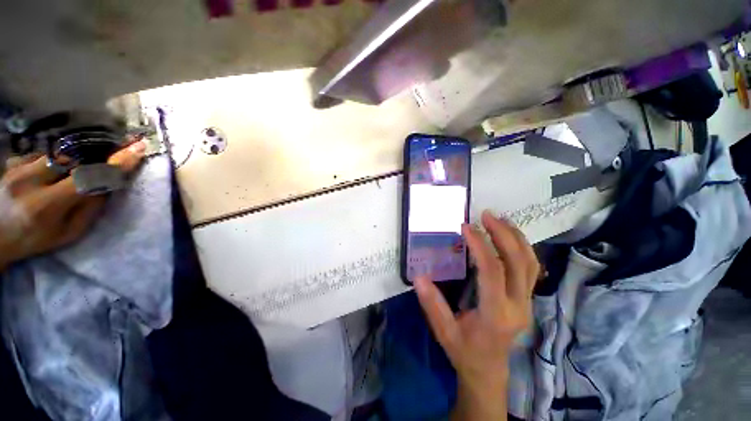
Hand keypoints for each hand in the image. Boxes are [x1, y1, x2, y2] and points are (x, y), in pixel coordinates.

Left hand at [0, 141, 145, 270]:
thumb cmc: (34, 240)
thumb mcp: (68, 233)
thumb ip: (89, 209)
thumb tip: (106, 185)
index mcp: (46, 206)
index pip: (87, 177)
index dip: (115, 163)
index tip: (136, 149)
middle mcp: (29, 182)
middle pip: (72, 161)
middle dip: (85, 167)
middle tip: (82, 179)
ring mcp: (16, 169)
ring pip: (56, 156)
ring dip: (65, 166)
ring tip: (54, 184)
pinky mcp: (11, 162)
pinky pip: (40, 155)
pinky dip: (47, 164)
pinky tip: (39, 178)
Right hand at [414, 210, 539, 420]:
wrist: (488, 371)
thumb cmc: (465, 351)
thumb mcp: (444, 331)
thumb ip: (432, 304)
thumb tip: (419, 277)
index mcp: (496, 315)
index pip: (492, 271)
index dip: (480, 246)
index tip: (466, 227)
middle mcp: (517, 306)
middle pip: (519, 262)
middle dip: (503, 234)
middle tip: (487, 215)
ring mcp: (526, 302)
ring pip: (531, 263)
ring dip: (516, 237)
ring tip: (499, 219)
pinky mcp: (527, 299)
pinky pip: (531, 268)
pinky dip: (522, 248)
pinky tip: (509, 236)